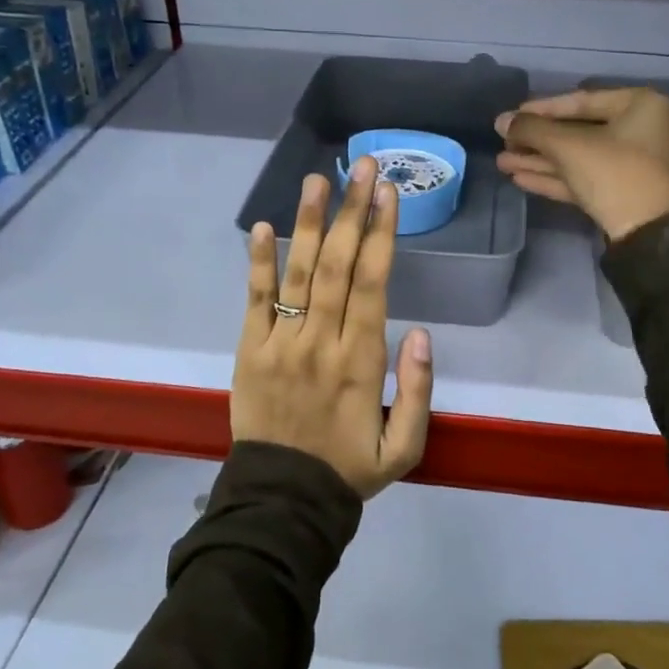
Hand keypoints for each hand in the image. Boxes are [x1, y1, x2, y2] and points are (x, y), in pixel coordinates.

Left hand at [232, 156, 433, 499]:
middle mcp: (321, 342)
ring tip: (317, 179)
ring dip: (309, 223)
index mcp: (361, 361)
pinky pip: (253, 301)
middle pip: (338, 265)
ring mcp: (280, 344)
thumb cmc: (349, 469)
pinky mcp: (248, 352)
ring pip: (298, 274)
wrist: (282, 502)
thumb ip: (418, 390)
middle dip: (353, 212)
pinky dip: (258, 263)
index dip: (382, 235)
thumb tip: (421, 332)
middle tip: (363, 165)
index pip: (373, 283)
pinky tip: (263, 226)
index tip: (388, 193)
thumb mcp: (405, 446)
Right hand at [495, 88, 668, 241]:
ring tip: (503, 162)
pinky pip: (588, 177)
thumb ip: (532, 130)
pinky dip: (557, 177)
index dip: (541, 110)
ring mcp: (638, 165)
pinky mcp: (627, 193)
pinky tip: (521, 178)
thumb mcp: (569, 147)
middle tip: (503, 143)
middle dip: (538, 141)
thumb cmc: (615, 174)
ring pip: (581, 157)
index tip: (511, 117)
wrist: (651, 236)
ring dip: (541, 161)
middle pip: (579, 131)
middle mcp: (644, 130)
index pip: (581, 101)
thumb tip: (501, 120)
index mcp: (642, 106)